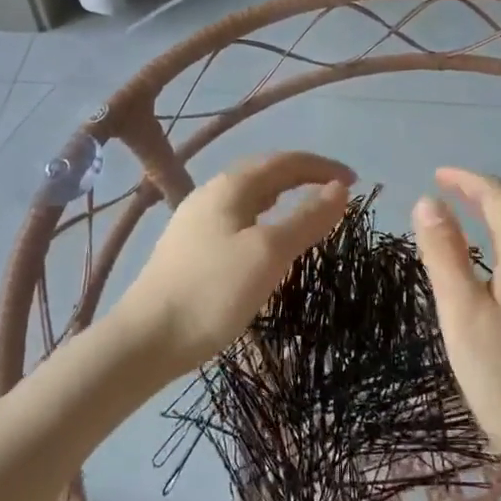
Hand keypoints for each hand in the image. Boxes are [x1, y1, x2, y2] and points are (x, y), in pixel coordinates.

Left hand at [121, 152, 354, 374]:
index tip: (354, 182)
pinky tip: (266, 242)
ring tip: (307, 213)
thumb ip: (307, 218)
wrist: (146, 339)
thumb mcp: (269, 253)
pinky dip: (265, 219)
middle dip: (303, 177)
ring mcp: (196, 221)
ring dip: (283, 198)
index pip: (285, 162)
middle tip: (335, 194)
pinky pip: (238, 219)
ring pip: (250, 198)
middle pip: (265, 174)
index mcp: (231, 187)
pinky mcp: (190, 248)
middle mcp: (211, 194)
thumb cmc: (212, 291)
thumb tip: (339, 189)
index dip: (322, 167)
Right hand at [412, 168, 500, 480]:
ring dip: (493, 233)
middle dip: (479, 204)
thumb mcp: (462, 312)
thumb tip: (428, 201)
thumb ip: (444, 253)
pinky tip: (492, 288)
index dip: (466, 180)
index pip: (499, 196)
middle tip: (440, 211)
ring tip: (458, 245)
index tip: (436, 176)